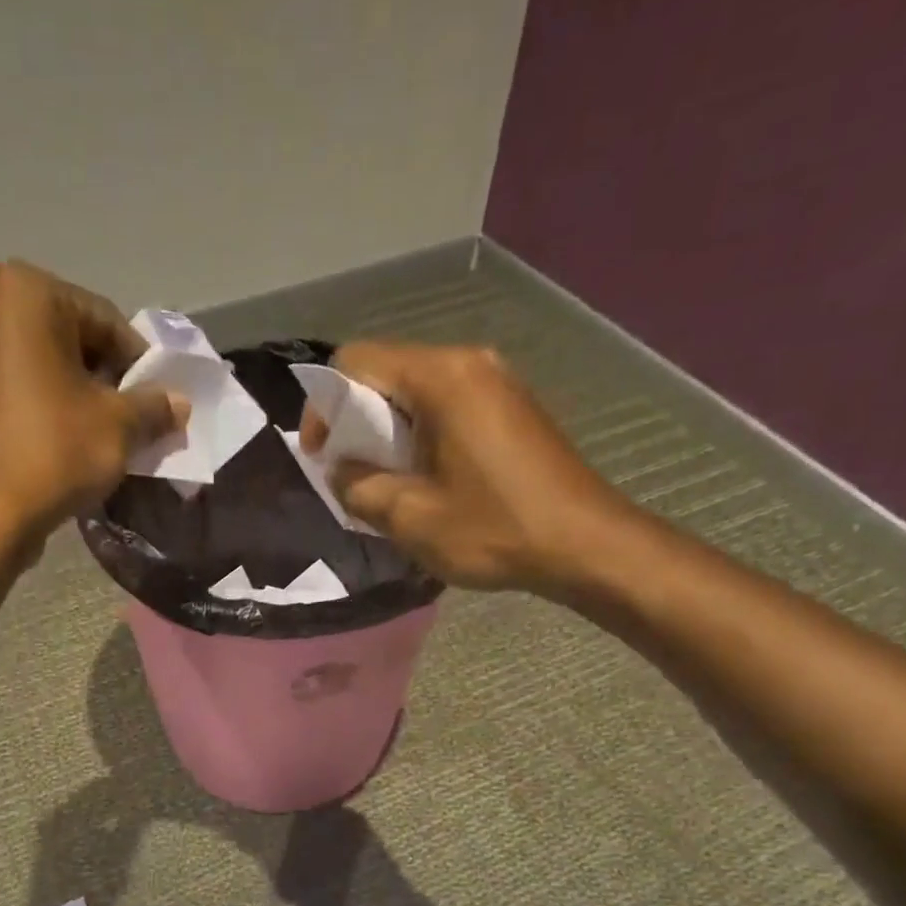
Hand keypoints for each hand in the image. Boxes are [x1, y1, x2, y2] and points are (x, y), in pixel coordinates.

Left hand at [0, 261, 188, 548]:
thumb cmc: (54, 450)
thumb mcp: (119, 425)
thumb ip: (153, 406)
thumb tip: (179, 403)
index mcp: (24, 292)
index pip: (106, 320)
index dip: (140, 364)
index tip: (159, 401)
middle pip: (72, 340)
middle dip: (107, 379)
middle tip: (135, 420)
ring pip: (45, 367)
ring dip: (80, 397)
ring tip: (107, 437)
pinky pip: (20, 390)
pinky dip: (50, 410)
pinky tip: (71, 445)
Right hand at [301, 342, 644, 595]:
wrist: (585, 545)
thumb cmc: (495, 529)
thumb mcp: (411, 517)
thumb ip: (359, 488)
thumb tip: (342, 472)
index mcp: (442, 378)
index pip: (356, 361)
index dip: (324, 404)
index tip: (320, 455)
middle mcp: (469, 364)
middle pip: (387, 371)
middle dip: (355, 420)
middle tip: (349, 474)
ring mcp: (495, 382)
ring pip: (416, 391)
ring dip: (387, 431)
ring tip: (384, 482)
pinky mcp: (510, 408)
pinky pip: (446, 406)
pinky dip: (419, 434)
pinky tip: (424, 479)